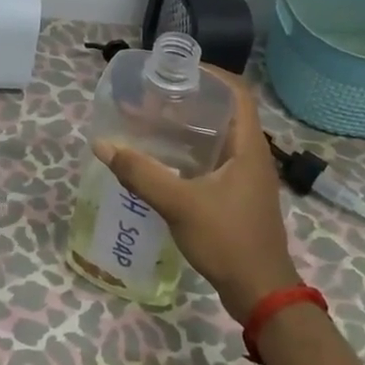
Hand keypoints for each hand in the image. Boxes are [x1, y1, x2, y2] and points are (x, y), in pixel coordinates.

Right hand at [94, 70, 302, 322]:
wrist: (260, 293)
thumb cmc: (227, 240)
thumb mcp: (179, 204)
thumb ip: (140, 173)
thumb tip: (103, 145)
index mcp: (249, 146)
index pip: (238, 92)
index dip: (211, 74)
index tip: (177, 71)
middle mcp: (252, 155)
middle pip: (226, 112)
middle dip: (191, 99)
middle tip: (156, 96)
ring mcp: (247, 177)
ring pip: (219, 138)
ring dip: (190, 127)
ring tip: (154, 122)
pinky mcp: (238, 196)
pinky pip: (215, 160)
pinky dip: (191, 152)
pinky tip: (164, 160)